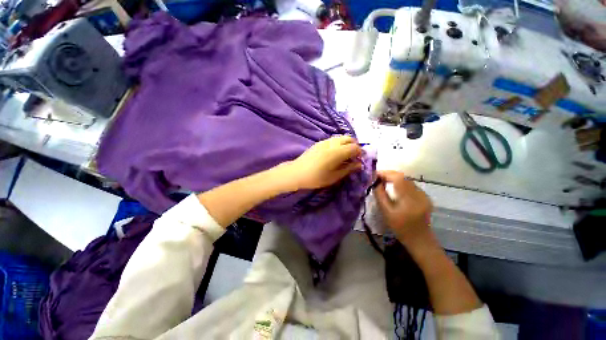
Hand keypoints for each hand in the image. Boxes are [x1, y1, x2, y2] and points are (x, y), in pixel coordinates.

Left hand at [285, 135, 362, 190]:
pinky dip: (338, 143)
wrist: (297, 172)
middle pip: (349, 138)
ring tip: (345, 154)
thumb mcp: (334, 177)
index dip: (360, 152)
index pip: (355, 147)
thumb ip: (348, 169)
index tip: (359, 160)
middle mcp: (332, 143)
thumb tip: (359, 164)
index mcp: (338, 152)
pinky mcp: (319, 143)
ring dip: (346, 143)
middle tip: (353, 156)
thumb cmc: (316, 177)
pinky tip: (335, 153)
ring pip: (340, 137)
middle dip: (354, 145)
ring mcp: (324, 141)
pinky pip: (333, 139)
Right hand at [374, 171, 433, 250]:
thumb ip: (380, 194)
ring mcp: (424, 195)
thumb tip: (375, 182)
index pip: (398, 178)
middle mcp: (418, 194)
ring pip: (407, 180)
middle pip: (403, 177)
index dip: (385, 173)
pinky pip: (411, 185)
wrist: (419, 239)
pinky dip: (401, 183)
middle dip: (389, 175)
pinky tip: (395, 187)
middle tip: (377, 177)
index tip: (374, 174)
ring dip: (394, 178)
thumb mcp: (385, 211)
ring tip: (383, 181)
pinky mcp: (425, 196)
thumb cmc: (399, 227)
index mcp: (409, 199)